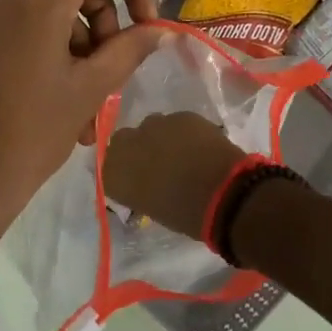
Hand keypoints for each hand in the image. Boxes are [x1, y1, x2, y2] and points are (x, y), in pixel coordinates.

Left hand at [0, 0, 165, 316]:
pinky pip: (30, 19)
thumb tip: (157, 30)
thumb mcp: (91, 89)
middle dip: (104, 4)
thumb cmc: (31, 131)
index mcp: (39, 0)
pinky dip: (58, 41)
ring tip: (95, 90)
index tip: (147, 24)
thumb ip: (129, 50)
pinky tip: (70, 95)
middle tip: (114, 51)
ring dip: (83, 29)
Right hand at [102, 111, 247, 240]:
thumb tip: (145, 184)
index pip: (108, 167)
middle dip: (137, 149)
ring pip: (151, 127)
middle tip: (157, 165)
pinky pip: (176, 123)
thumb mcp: (151, 207)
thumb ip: (139, 189)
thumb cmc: (185, 214)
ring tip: (180, 154)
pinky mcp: (180, 115)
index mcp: (114, 174)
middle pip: (124, 141)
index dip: (124, 171)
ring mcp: (154, 125)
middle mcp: (126, 144)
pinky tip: (198, 146)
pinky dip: (183, 133)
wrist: (223, 193)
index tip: (137, 180)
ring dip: (160, 138)